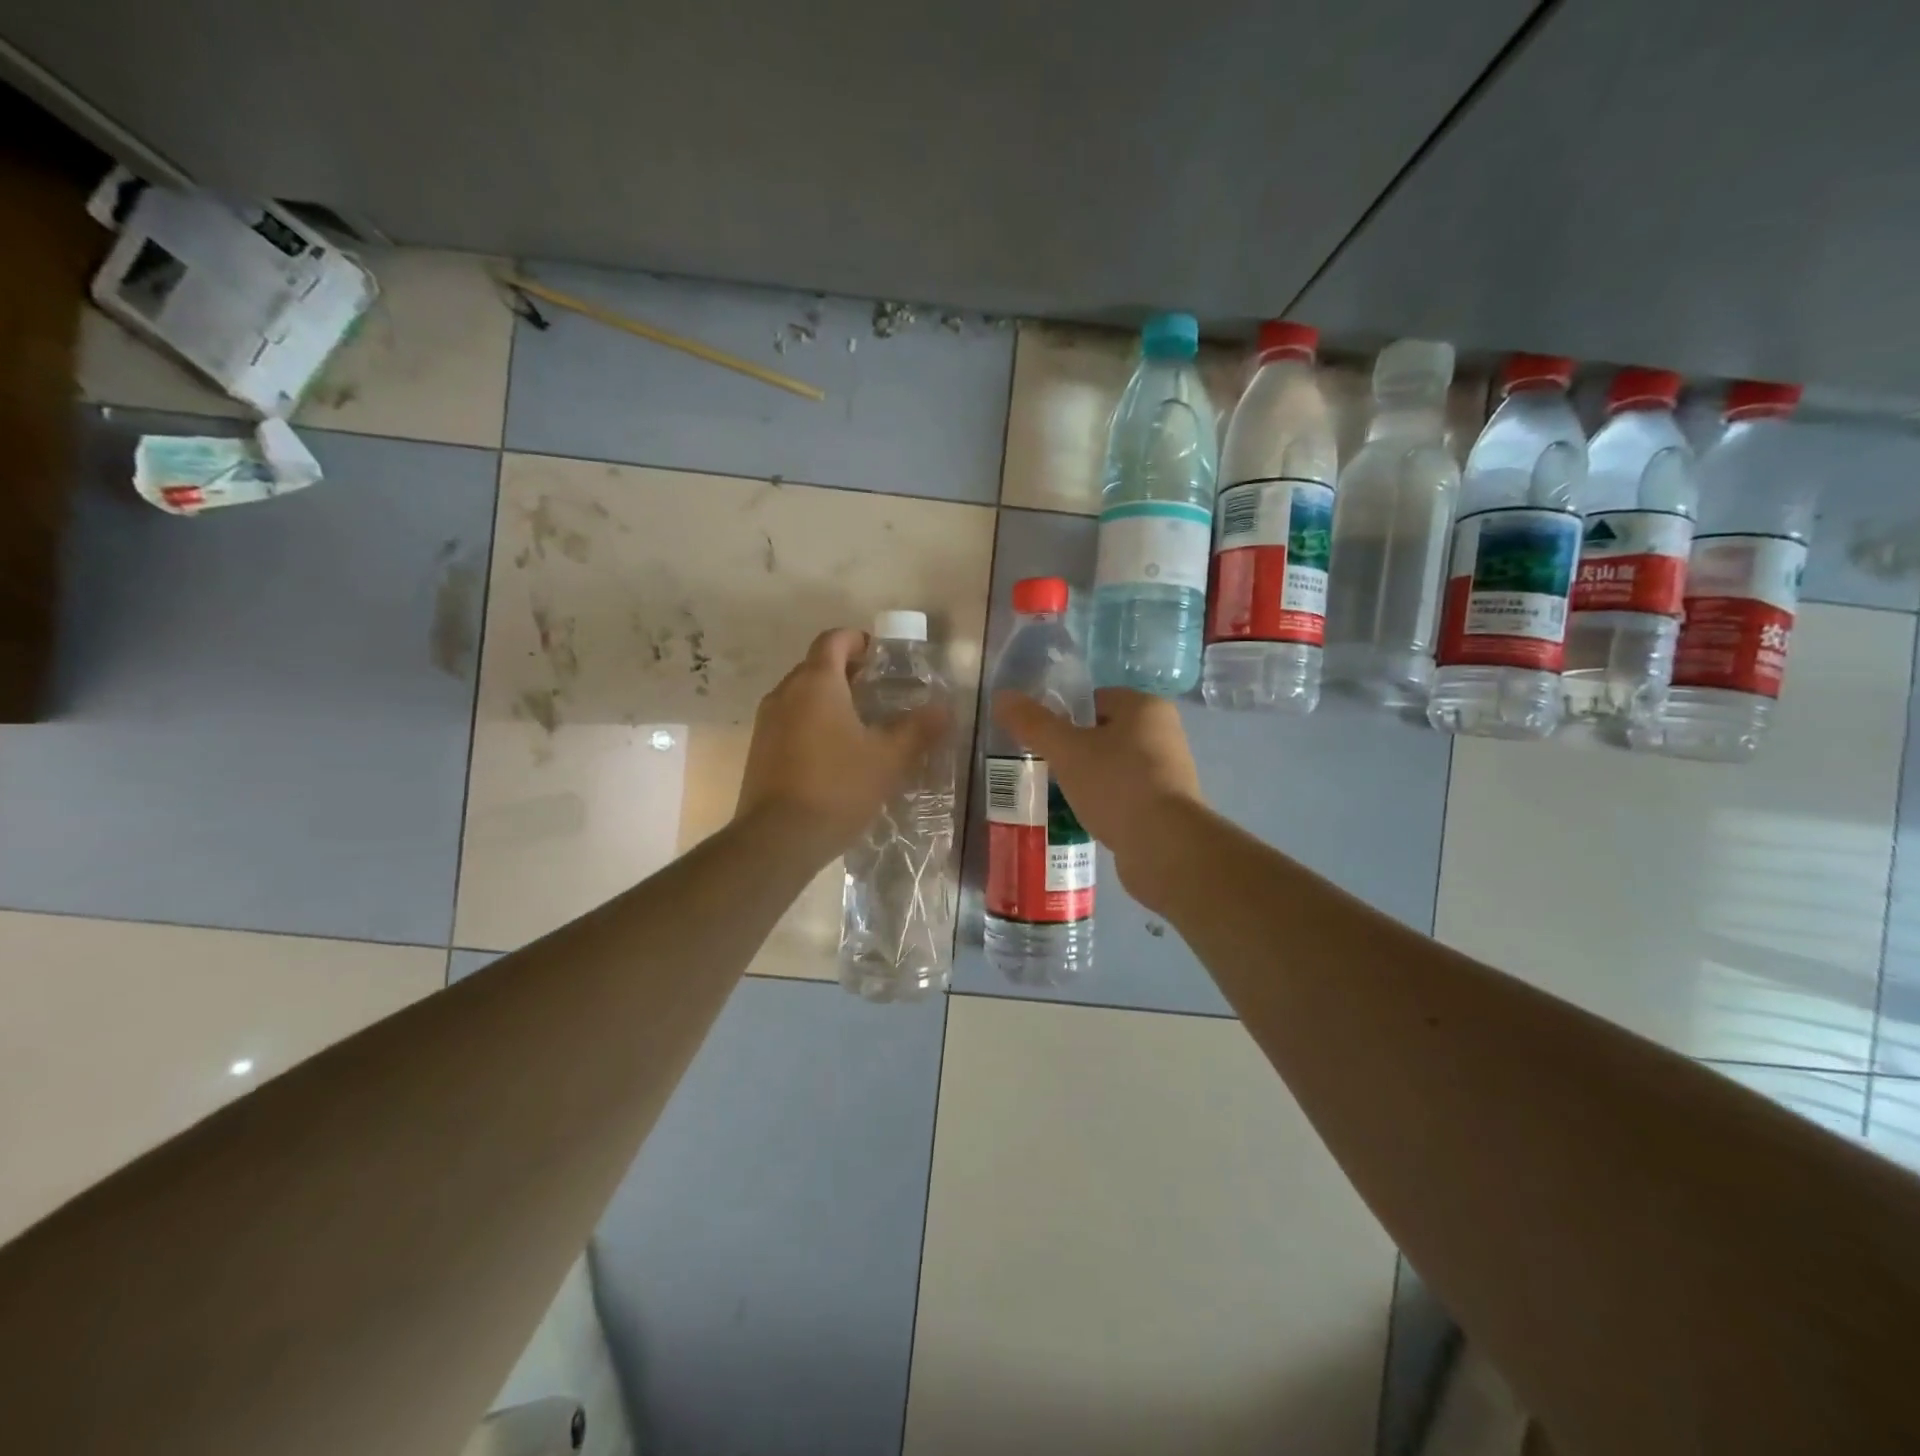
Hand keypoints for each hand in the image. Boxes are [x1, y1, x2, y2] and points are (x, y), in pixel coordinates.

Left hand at [736, 628, 948, 859]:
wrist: (778, 839)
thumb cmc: (838, 787)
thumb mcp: (888, 759)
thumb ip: (918, 729)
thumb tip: (945, 709)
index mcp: (816, 683)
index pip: (833, 640)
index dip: (858, 640)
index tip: (881, 656)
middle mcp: (785, 693)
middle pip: (816, 666)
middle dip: (847, 672)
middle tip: (879, 692)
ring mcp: (767, 723)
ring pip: (801, 696)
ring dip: (829, 700)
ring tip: (861, 724)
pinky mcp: (759, 751)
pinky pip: (790, 722)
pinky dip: (813, 724)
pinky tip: (835, 754)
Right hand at [992, 688, 1204, 905]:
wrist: (1164, 847)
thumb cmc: (1116, 784)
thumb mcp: (1066, 750)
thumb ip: (1033, 723)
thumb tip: (1001, 696)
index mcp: (1145, 707)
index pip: (1096, 698)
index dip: (1065, 715)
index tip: (1042, 739)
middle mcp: (1164, 732)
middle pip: (1105, 732)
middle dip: (1074, 749)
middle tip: (1045, 767)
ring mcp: (1169, 772)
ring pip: (1114, 765)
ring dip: (1089, 778)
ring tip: (1060, 794)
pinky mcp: (1167, 806)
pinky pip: (1125, 794)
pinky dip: (1105, 802)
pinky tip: (1084, 817)